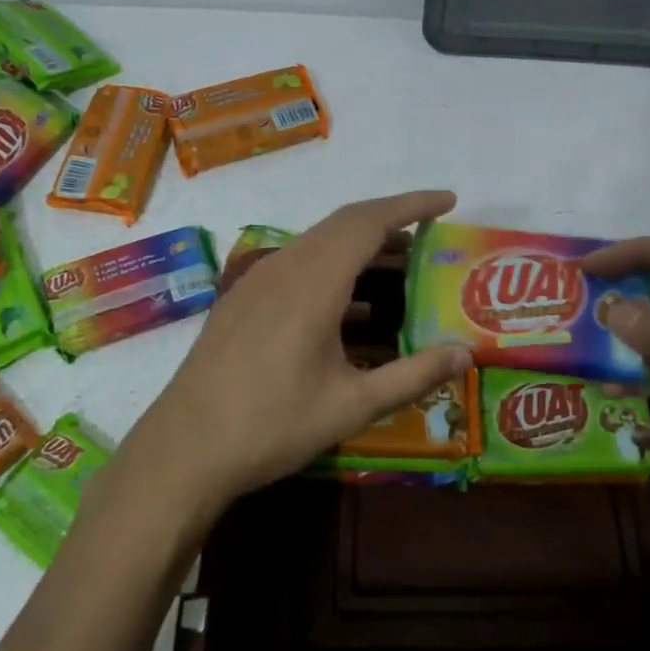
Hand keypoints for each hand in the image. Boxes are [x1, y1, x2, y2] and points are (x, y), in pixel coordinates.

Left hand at [117, 190, 471, 523]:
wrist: (184, 450)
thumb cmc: (272, 425)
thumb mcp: (352, 405)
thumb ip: (412, 375)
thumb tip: (465, 353)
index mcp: (314, 282)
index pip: (369, 222)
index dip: (411, 205)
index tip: (448, 200)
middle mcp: (283, 268)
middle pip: (343, 224)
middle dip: (390, 222)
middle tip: (429, 238)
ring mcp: (256, 282)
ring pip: (318, 244)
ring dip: (359, 247)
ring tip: (397, 271)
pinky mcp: (241, 301)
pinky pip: (296, 265)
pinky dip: (332, 267)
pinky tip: (346, 305)